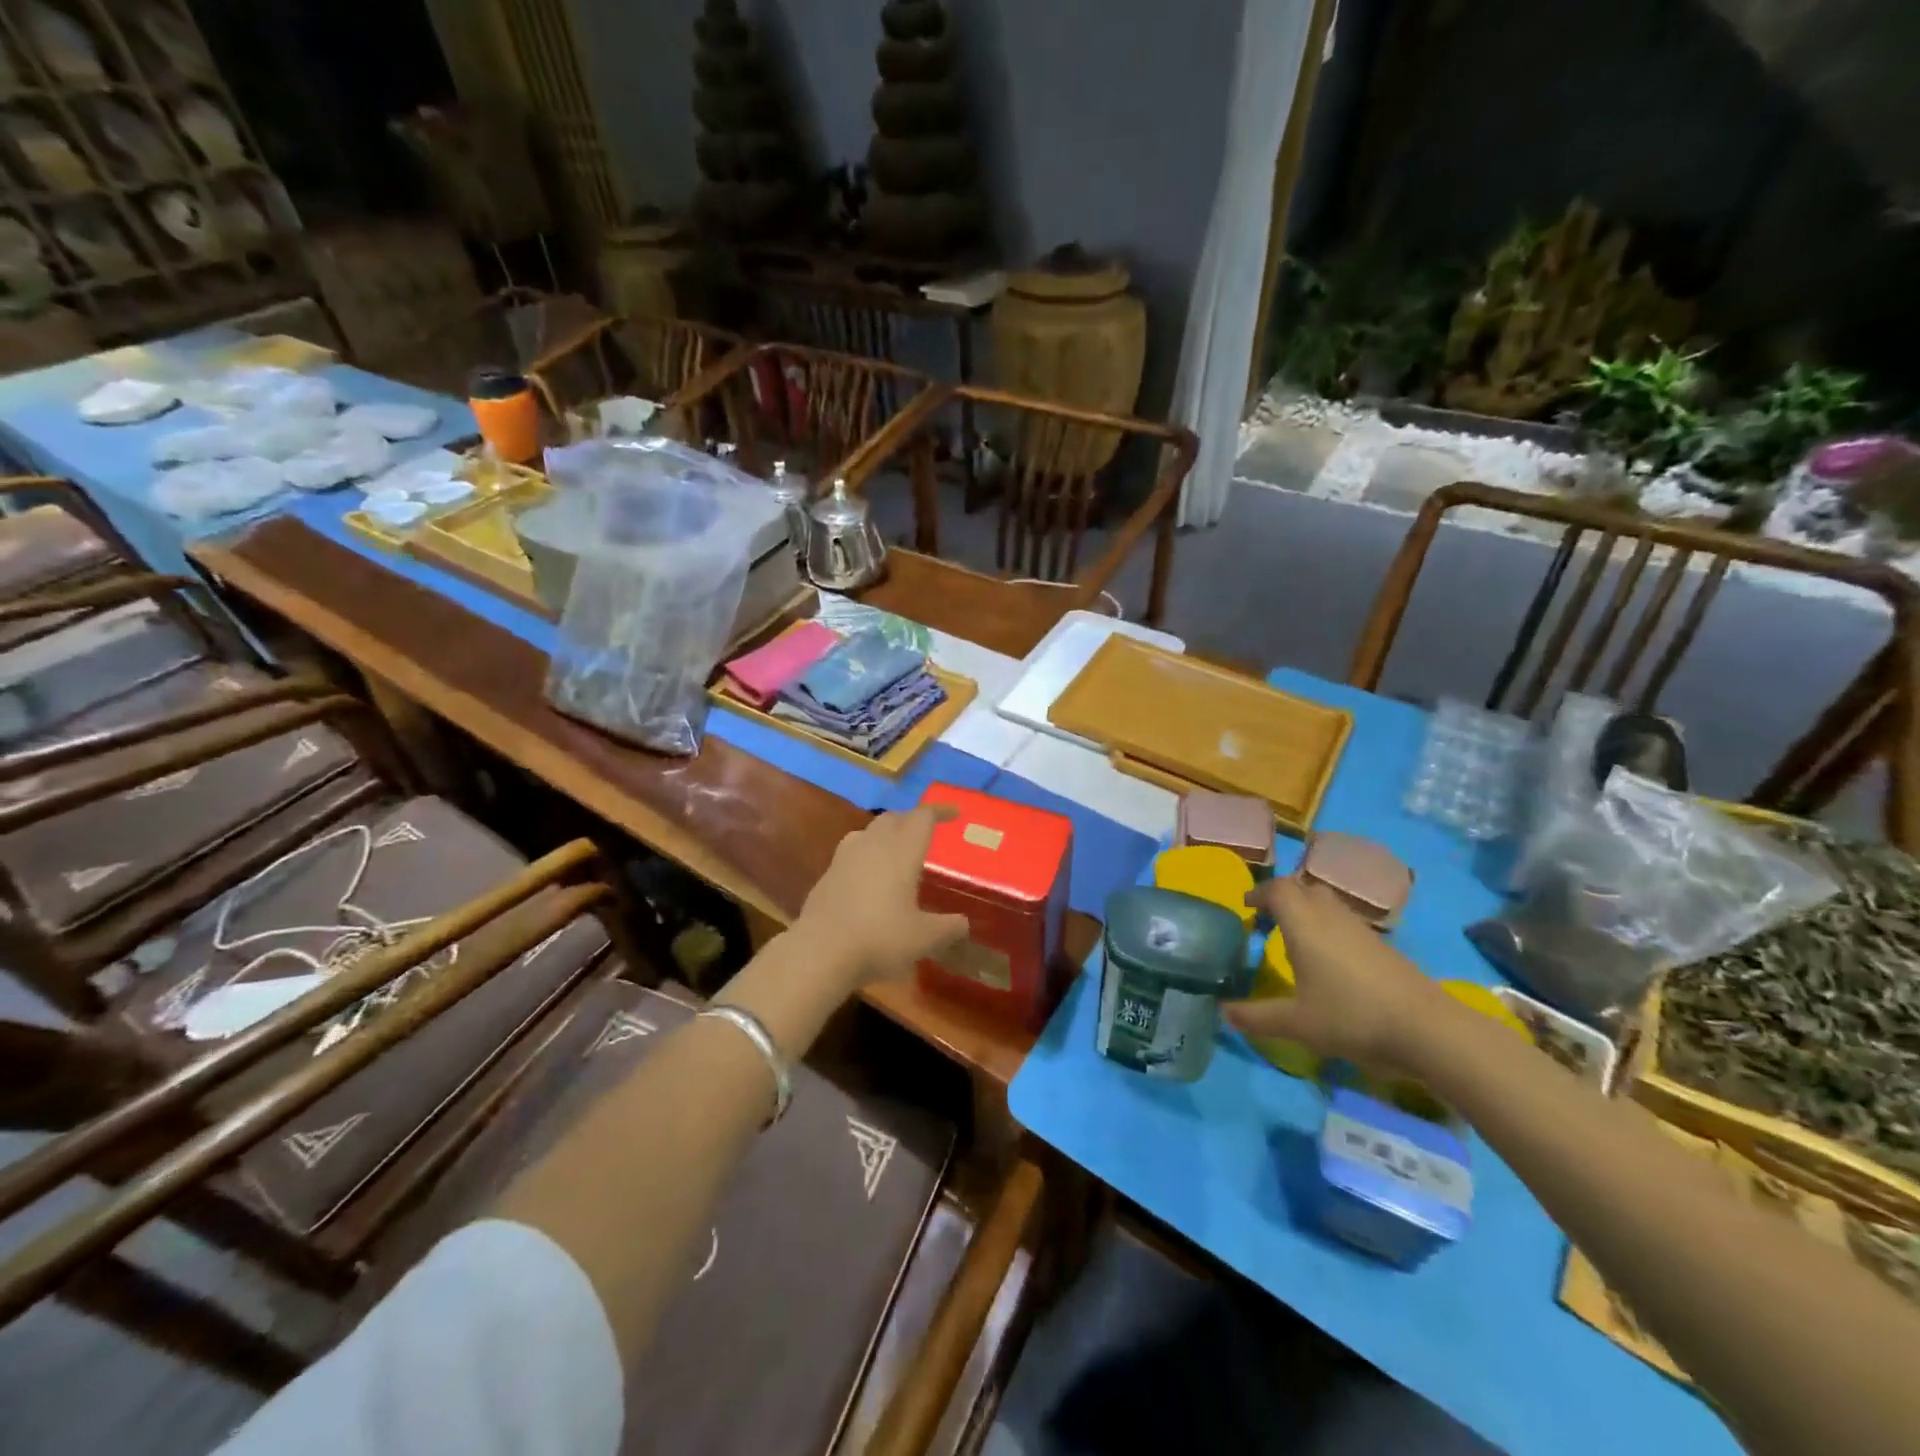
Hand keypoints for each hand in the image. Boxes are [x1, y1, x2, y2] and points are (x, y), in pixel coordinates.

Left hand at [791, 805, 968, 988]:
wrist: (820, 951)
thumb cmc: (880, 938)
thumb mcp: (924, 938)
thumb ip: (948, 927)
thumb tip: (964, 923)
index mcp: (901, 851)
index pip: (923, 818)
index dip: (939, 812)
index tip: (953, 814)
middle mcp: (873, 845)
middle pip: (894, 818)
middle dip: (911, 820)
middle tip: (925, 833)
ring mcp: (845, 857)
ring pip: (868, 830)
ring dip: (886, 833)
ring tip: (896, 850)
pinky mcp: (827, 873)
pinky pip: (851, 851)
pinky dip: (865, 854)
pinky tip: (868, 875)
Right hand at [1224, 876, 1447, 1069]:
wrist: (1427, 1029)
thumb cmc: (1351, 1017)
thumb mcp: (1296, 1023)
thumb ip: (1256, 1017)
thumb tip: (1222, 1013)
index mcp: (1304, 924)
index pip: (1278, 889)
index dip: (1259, 892)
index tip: (1246, 907)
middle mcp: (1330, 917)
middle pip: (1304, 888)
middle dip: (1283, 896)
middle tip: (1268, 918)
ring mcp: (1360, 929)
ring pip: (1327, 902)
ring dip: (1307, 910)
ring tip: (1294, 936)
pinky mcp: (1382, 945)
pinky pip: (1345, 921)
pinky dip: (1328, 926)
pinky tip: (1329, 958)